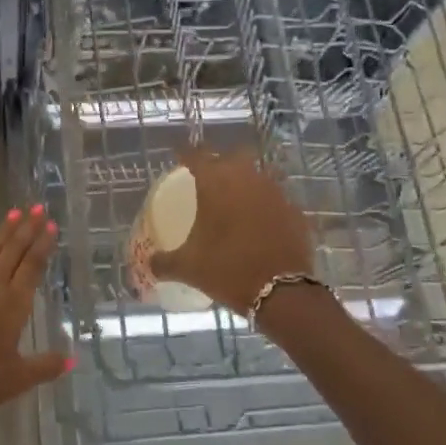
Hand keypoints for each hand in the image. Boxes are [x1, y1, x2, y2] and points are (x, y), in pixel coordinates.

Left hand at [0, 205, 70, 427]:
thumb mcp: (15, 381)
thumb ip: (44, 367)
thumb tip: (73, 360)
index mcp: (11, 308)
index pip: (31, 268)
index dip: (42, 246)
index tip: (51, 224)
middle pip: (11, 254)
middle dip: (26, 230)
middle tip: (37, 207)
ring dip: (0, 234)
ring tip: (13, 213)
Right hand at [149, 149, 313, 315]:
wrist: (282, 292)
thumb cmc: (228, 270)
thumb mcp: (188, 268)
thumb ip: (164, 262)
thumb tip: (150, 264)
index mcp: (215, 184)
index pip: (196, 155)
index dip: (185, 152)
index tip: (179, 154)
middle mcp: (246, 178)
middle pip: (232, 157)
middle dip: (220, 162)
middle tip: (210, 177)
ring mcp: (275, 192)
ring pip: (258, 174)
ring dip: (246, 181)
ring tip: (235, 198)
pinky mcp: (295, 211)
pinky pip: (276, 199)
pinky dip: (266, 205)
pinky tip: (260, 221)